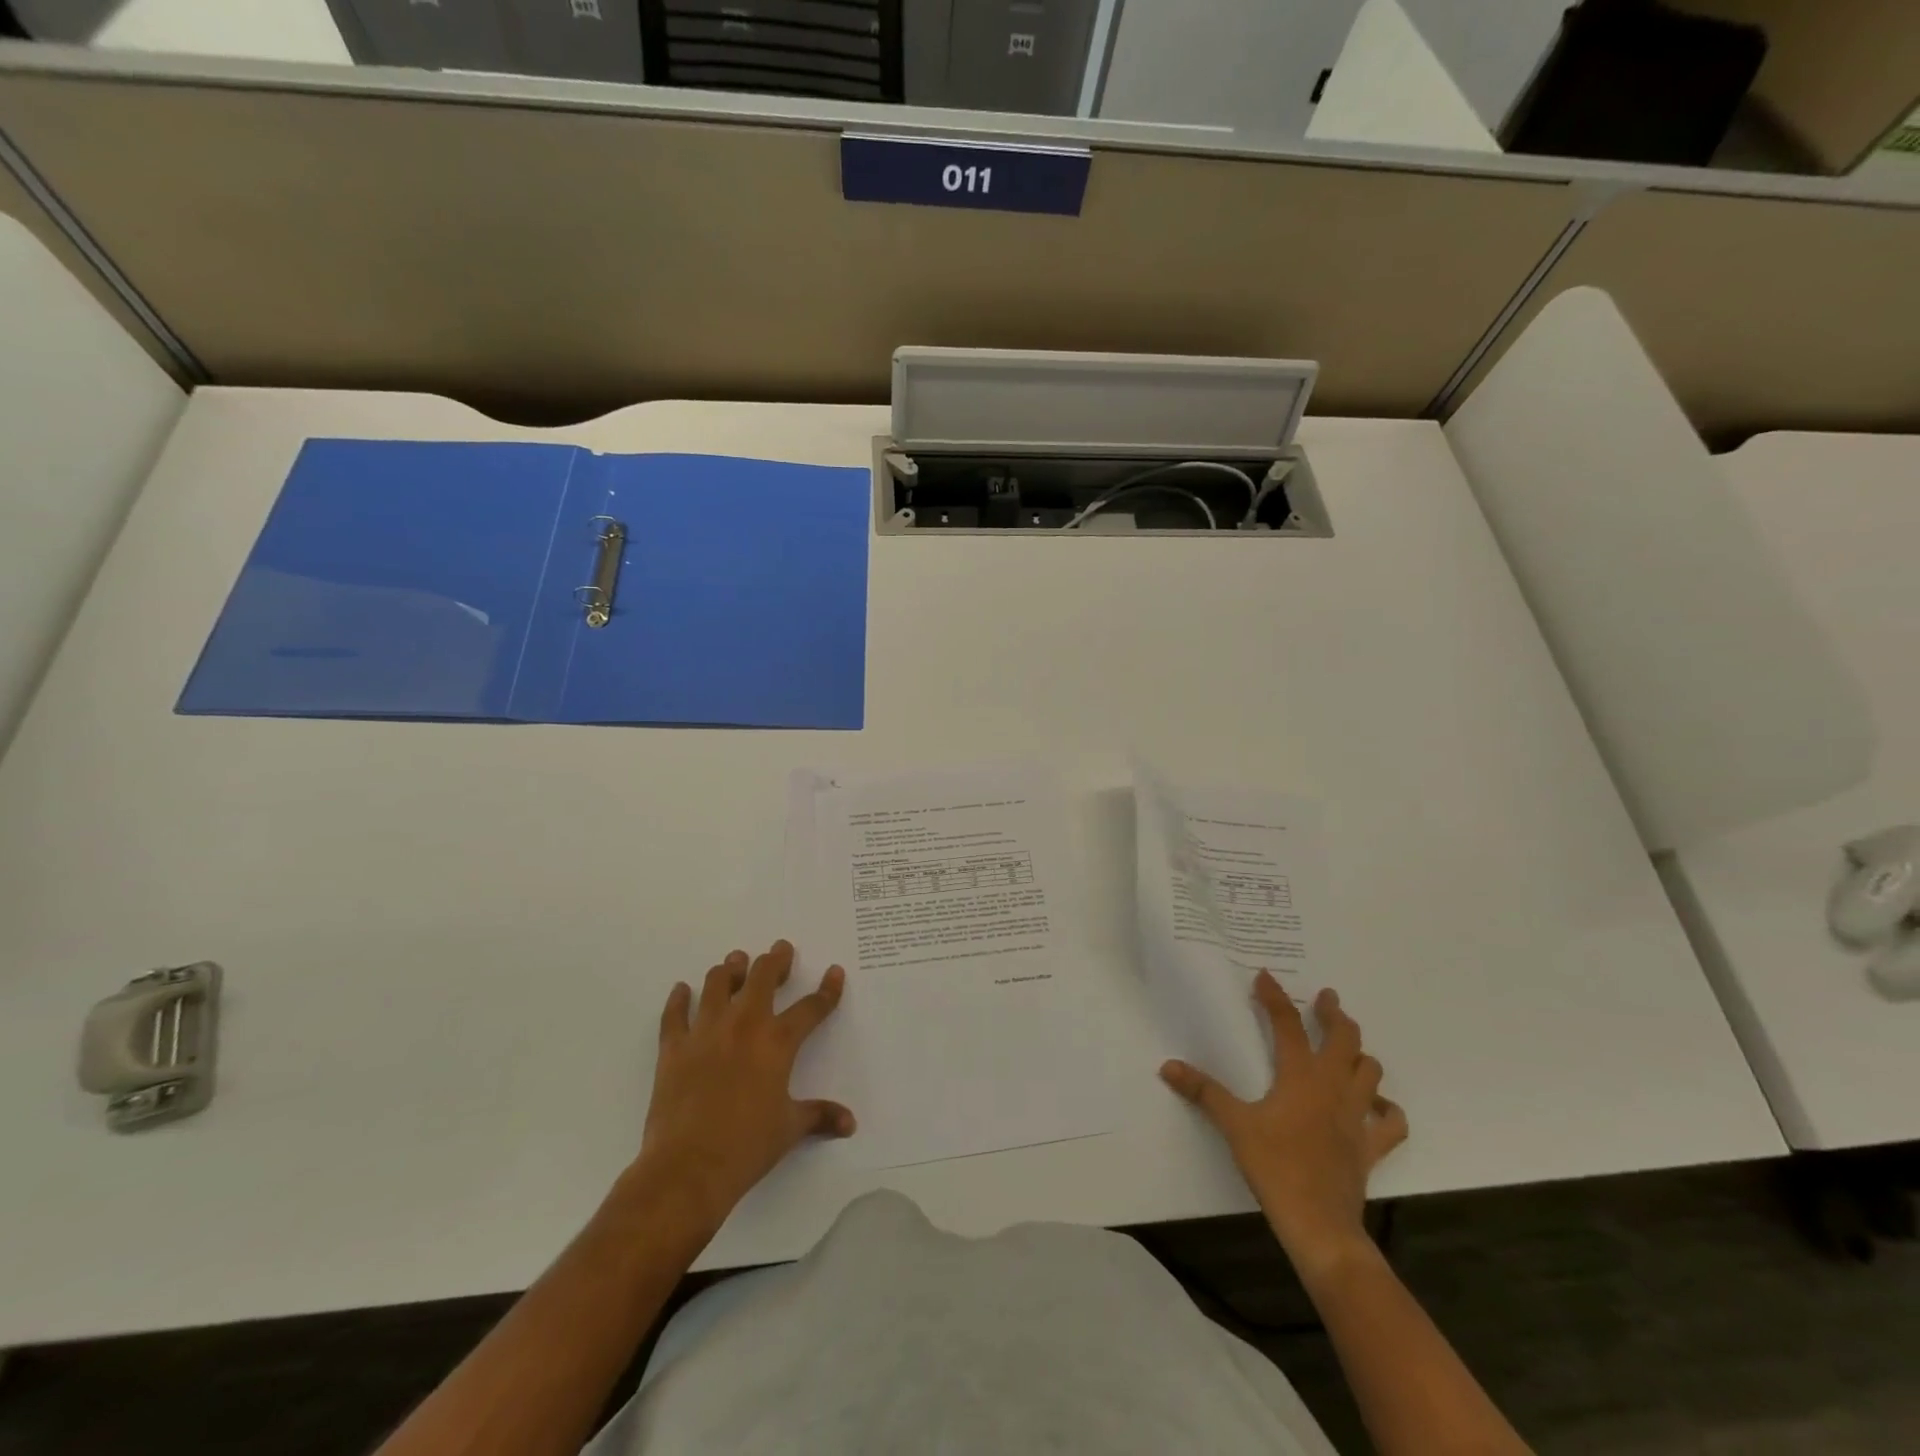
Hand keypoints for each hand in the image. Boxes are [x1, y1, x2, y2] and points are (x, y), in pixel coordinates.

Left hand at [634, 940, 852, 1235]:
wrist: (688, 1168)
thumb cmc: (747, 1146)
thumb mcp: (790, 1129)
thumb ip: (820, 1116)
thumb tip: (850, 1123)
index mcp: (777, 1042)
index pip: (811, 1007)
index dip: (827, 990)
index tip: (834, 972)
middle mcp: (744, 1025)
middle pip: (761, 977)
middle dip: (774, 961)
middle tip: (780, 951)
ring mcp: (705, 1032)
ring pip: (717, 984)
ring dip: (729, 970)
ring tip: (735, 963)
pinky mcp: (674, 1048)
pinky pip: (674, 1014)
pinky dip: (678, 1000)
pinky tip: (681, 990)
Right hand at [1160, 972, 1406, 1279]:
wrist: (1319, 1224)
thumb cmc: (1275, 1167)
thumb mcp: (1233, 1125)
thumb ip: (1203, 1092)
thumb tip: (1168, 1066)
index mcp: (1300, 1076)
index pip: (1288, 1025)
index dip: (1275, 998)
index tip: (1265, 976)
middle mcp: (1333, 1087)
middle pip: (1344, 1039)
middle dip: (1334, 1014)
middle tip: (1326, 999)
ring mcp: (1357, 1117)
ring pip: (1371, 1072)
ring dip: (1360, 1054)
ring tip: (1348, 1046)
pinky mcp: (1370, 1147)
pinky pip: (1391, 1123)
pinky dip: (1387, 1109)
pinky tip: (1377, 1105)